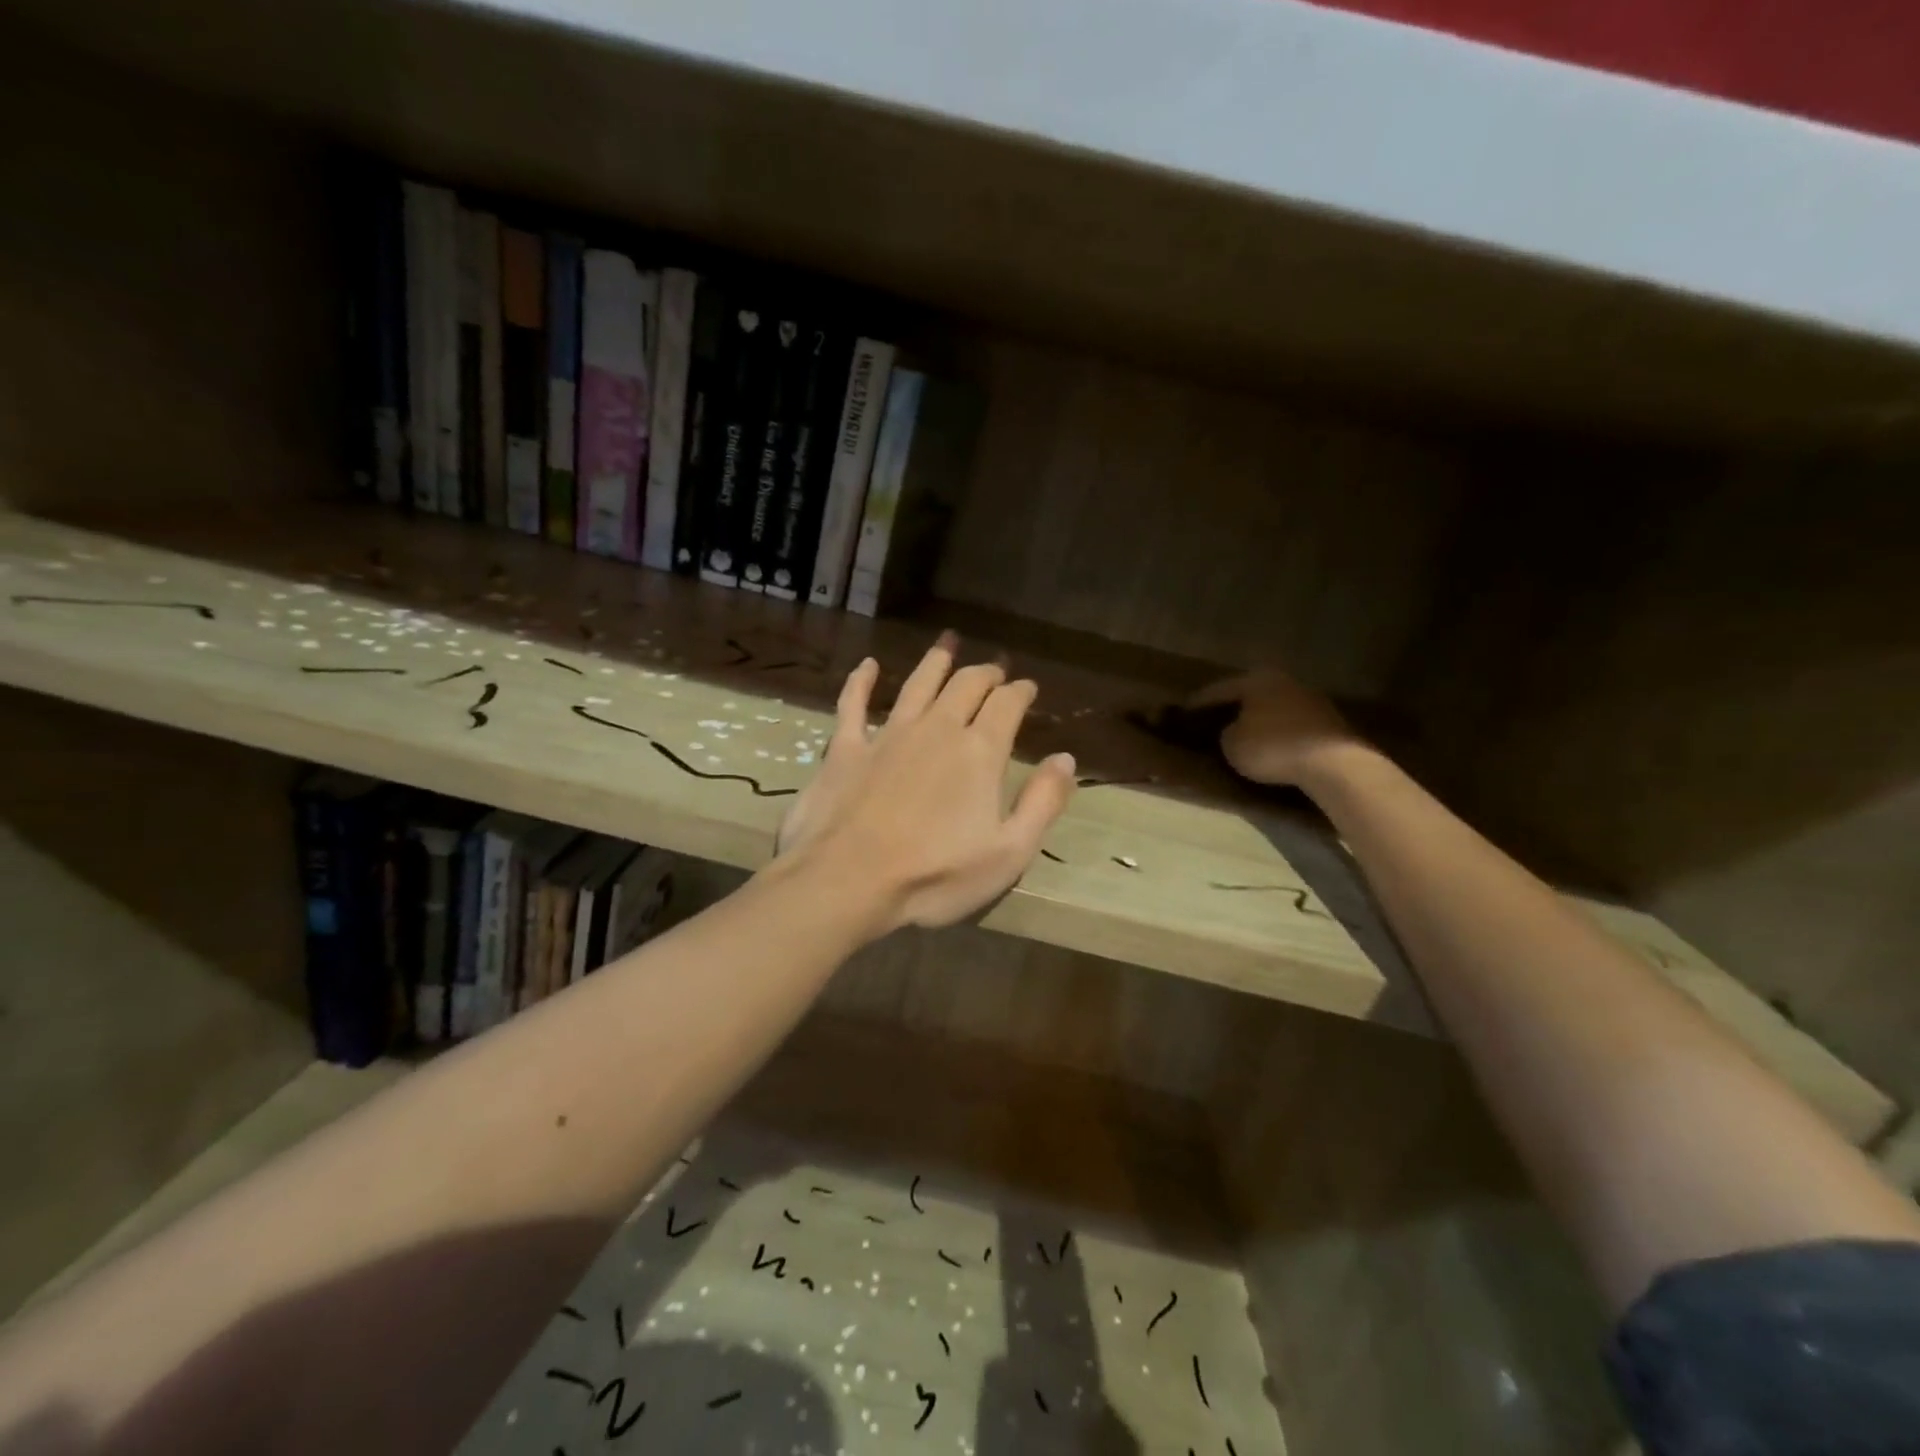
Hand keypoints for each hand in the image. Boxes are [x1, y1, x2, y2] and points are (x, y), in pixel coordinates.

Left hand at [776, 633, 1076, 932]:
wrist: (848, 882)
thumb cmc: (935, 875)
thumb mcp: (1009, 853)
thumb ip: (1043, 803)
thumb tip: (1066, 759)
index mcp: (979, 752)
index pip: (1007, 704)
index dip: (1020, 691)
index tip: (1027, 687)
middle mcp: (936, 729)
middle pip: (966, 684)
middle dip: (985, 672)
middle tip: (995, 668)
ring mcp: (888, 734)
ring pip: (917, 683)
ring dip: (936, 661)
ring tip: (948, 643)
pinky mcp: (846, 748)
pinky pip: (853, 704)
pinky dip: (861, 681)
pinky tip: (868, 665)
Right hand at [1188, 669, 1358, 787]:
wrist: (1334, 764)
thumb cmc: (1272, 748)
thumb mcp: (1232, 745)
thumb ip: (1226, 733)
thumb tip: (1234, 731)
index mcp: (1256, 679)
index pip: (1218, 690)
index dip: (1198, 703)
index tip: (1183, 712)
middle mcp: (1284, 681)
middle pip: (1249, 694)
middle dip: (1232, 708)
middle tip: (1213, 721)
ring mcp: (1310, 699)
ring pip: (1272, 708)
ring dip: (1258, 720)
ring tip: (1242, 735)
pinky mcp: (1329, 722)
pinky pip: (1292, 724)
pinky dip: (1278, 732)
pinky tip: (1271, 746)